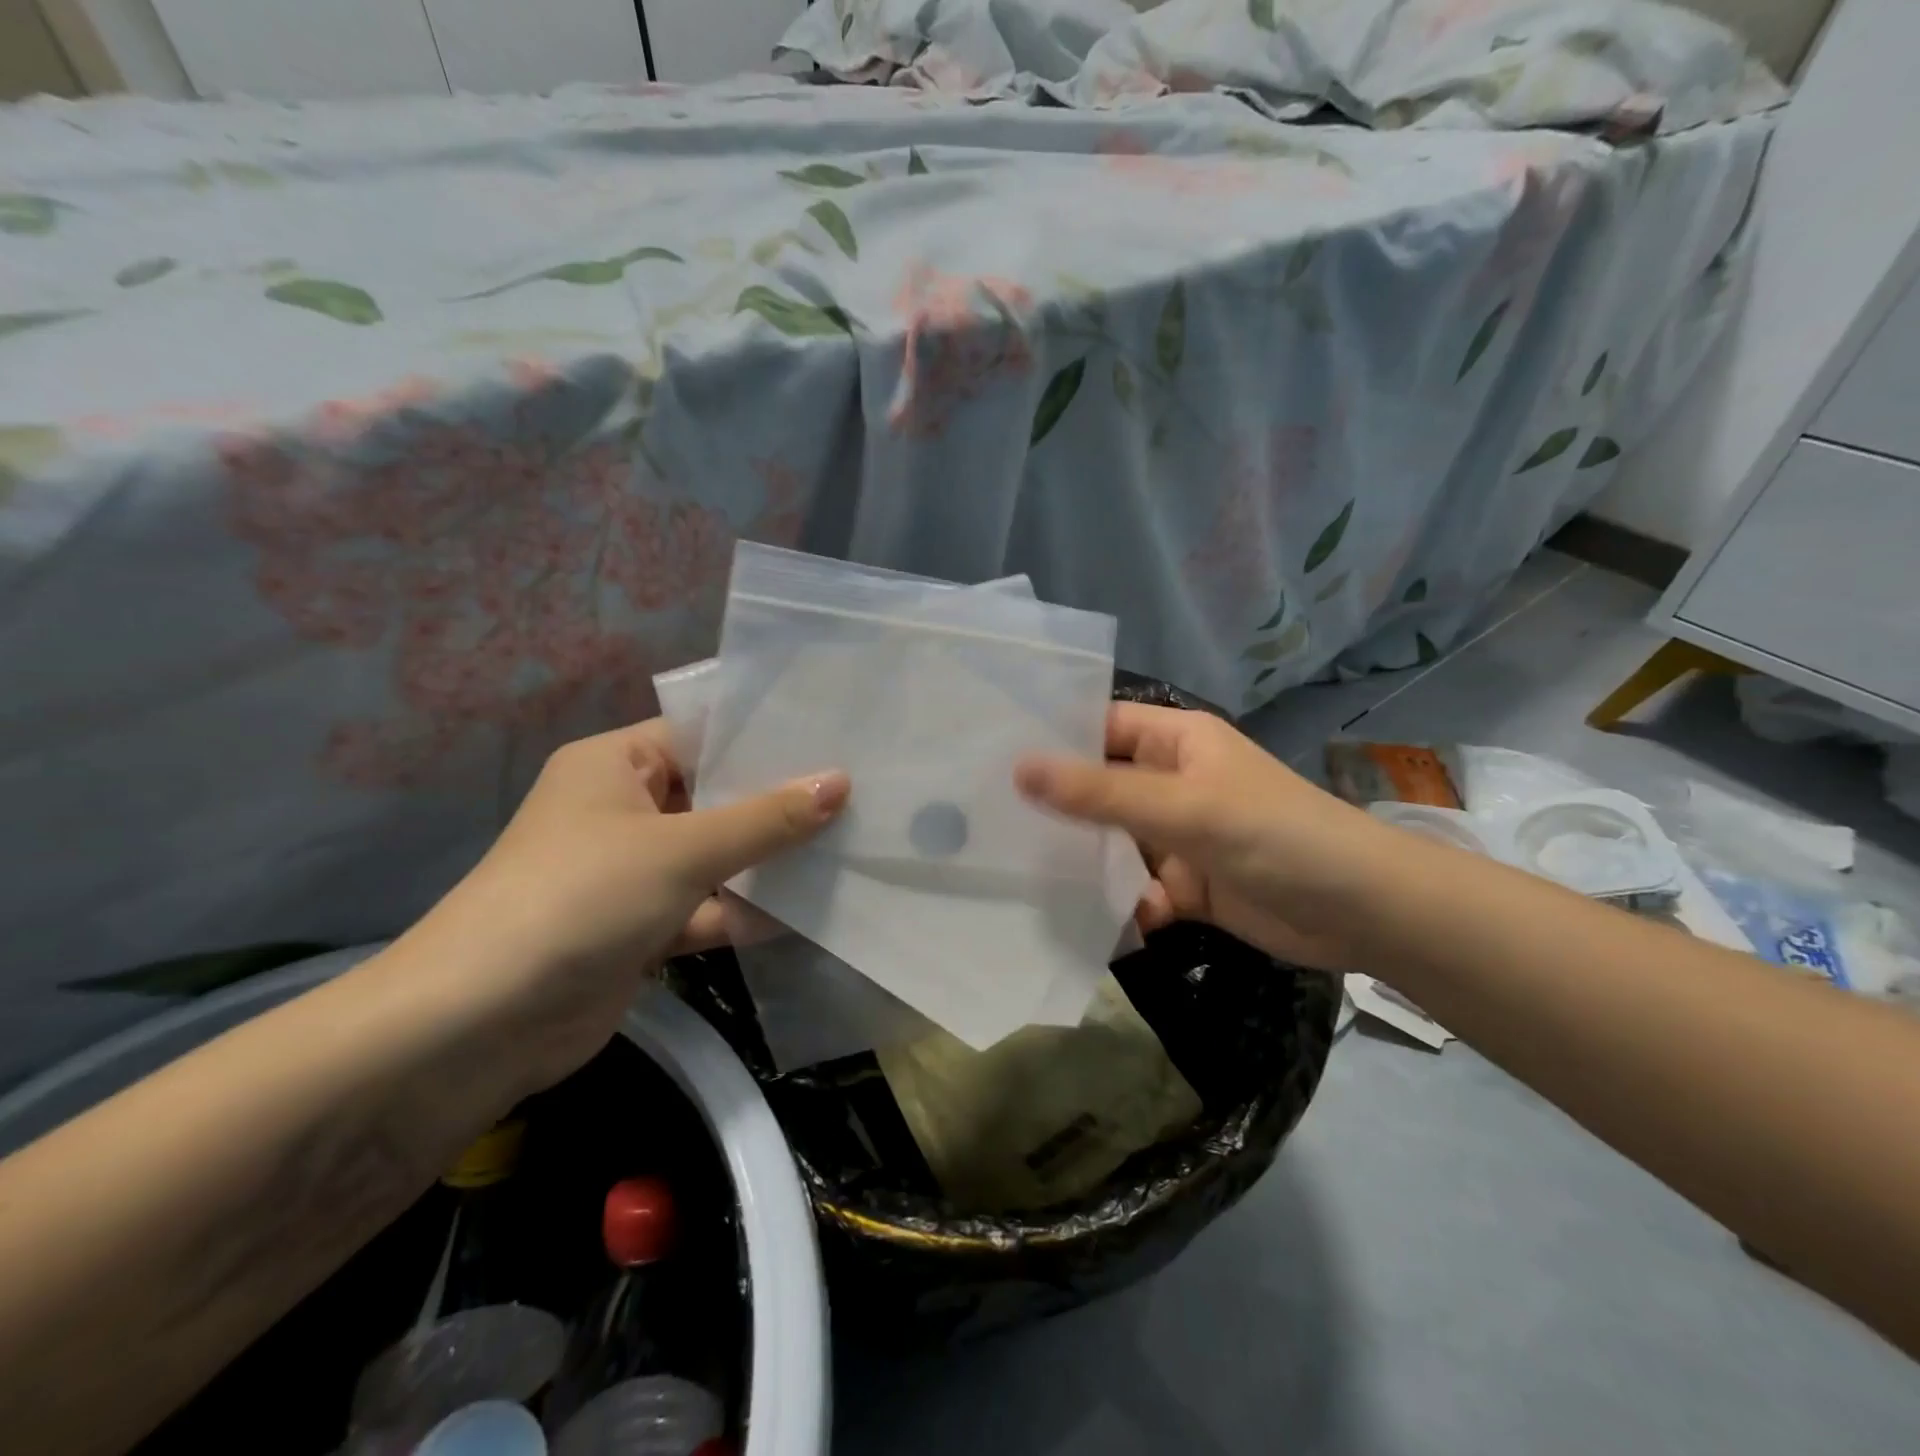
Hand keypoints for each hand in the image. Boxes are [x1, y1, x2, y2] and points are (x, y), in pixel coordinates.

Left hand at [408, 719, 847, 1092]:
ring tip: (846, 844)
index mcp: (616, 764)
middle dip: (777, 801)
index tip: (832, 738)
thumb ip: (766, 819)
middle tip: (856, 790)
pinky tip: (806, 910)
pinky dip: (744, 910)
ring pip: (714, 854)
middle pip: (714, 796)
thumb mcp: (683, 849)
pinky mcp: (641, 926)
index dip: (764, 737)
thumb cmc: (582, 899)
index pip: (701, 734)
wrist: (479, 1026)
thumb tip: (840, 781)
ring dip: (766, 859)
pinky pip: (706, 905)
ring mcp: (632, 871)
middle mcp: (622, 809)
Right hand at [1015, 704, 1390, 971]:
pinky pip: (1136, 889)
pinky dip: (1117, 904)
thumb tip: (1019, 769)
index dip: (1053, 738)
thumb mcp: (1182, 808)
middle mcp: (1173, 783)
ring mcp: (1179, 836)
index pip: (1101, 727)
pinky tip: (1084, 921)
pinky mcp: (1188, 886)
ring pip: (1113, 843)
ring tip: (1015, 873)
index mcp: (1176, 743)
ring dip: (1081, 861)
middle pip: (1101, 788)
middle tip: (987, 822)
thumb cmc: (1274, 835)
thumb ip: (1100, 794)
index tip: (992, 756)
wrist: (1361, 912)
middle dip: (1056, 807)